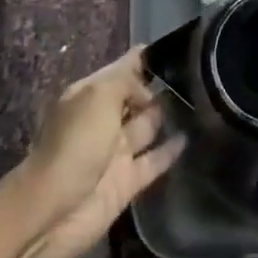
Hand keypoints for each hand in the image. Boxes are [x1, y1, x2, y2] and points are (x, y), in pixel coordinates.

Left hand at [12, 49, 184, 257]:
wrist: (53, 210)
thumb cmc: (75, 144)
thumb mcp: (98, 97)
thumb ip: (127, 83)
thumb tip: (148, 94)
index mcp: (88, 95)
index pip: (121, 69)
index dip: (143, 59)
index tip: (177, 46)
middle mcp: (102, 119)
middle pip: (136, 97)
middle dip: (160, 86)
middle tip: (199, 75)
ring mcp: (115, 151)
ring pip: (147, 126)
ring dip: (168, 115)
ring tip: (203, 101)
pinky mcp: (127, 181)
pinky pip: (154, 160)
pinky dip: (171, 150)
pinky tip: (193, 136)